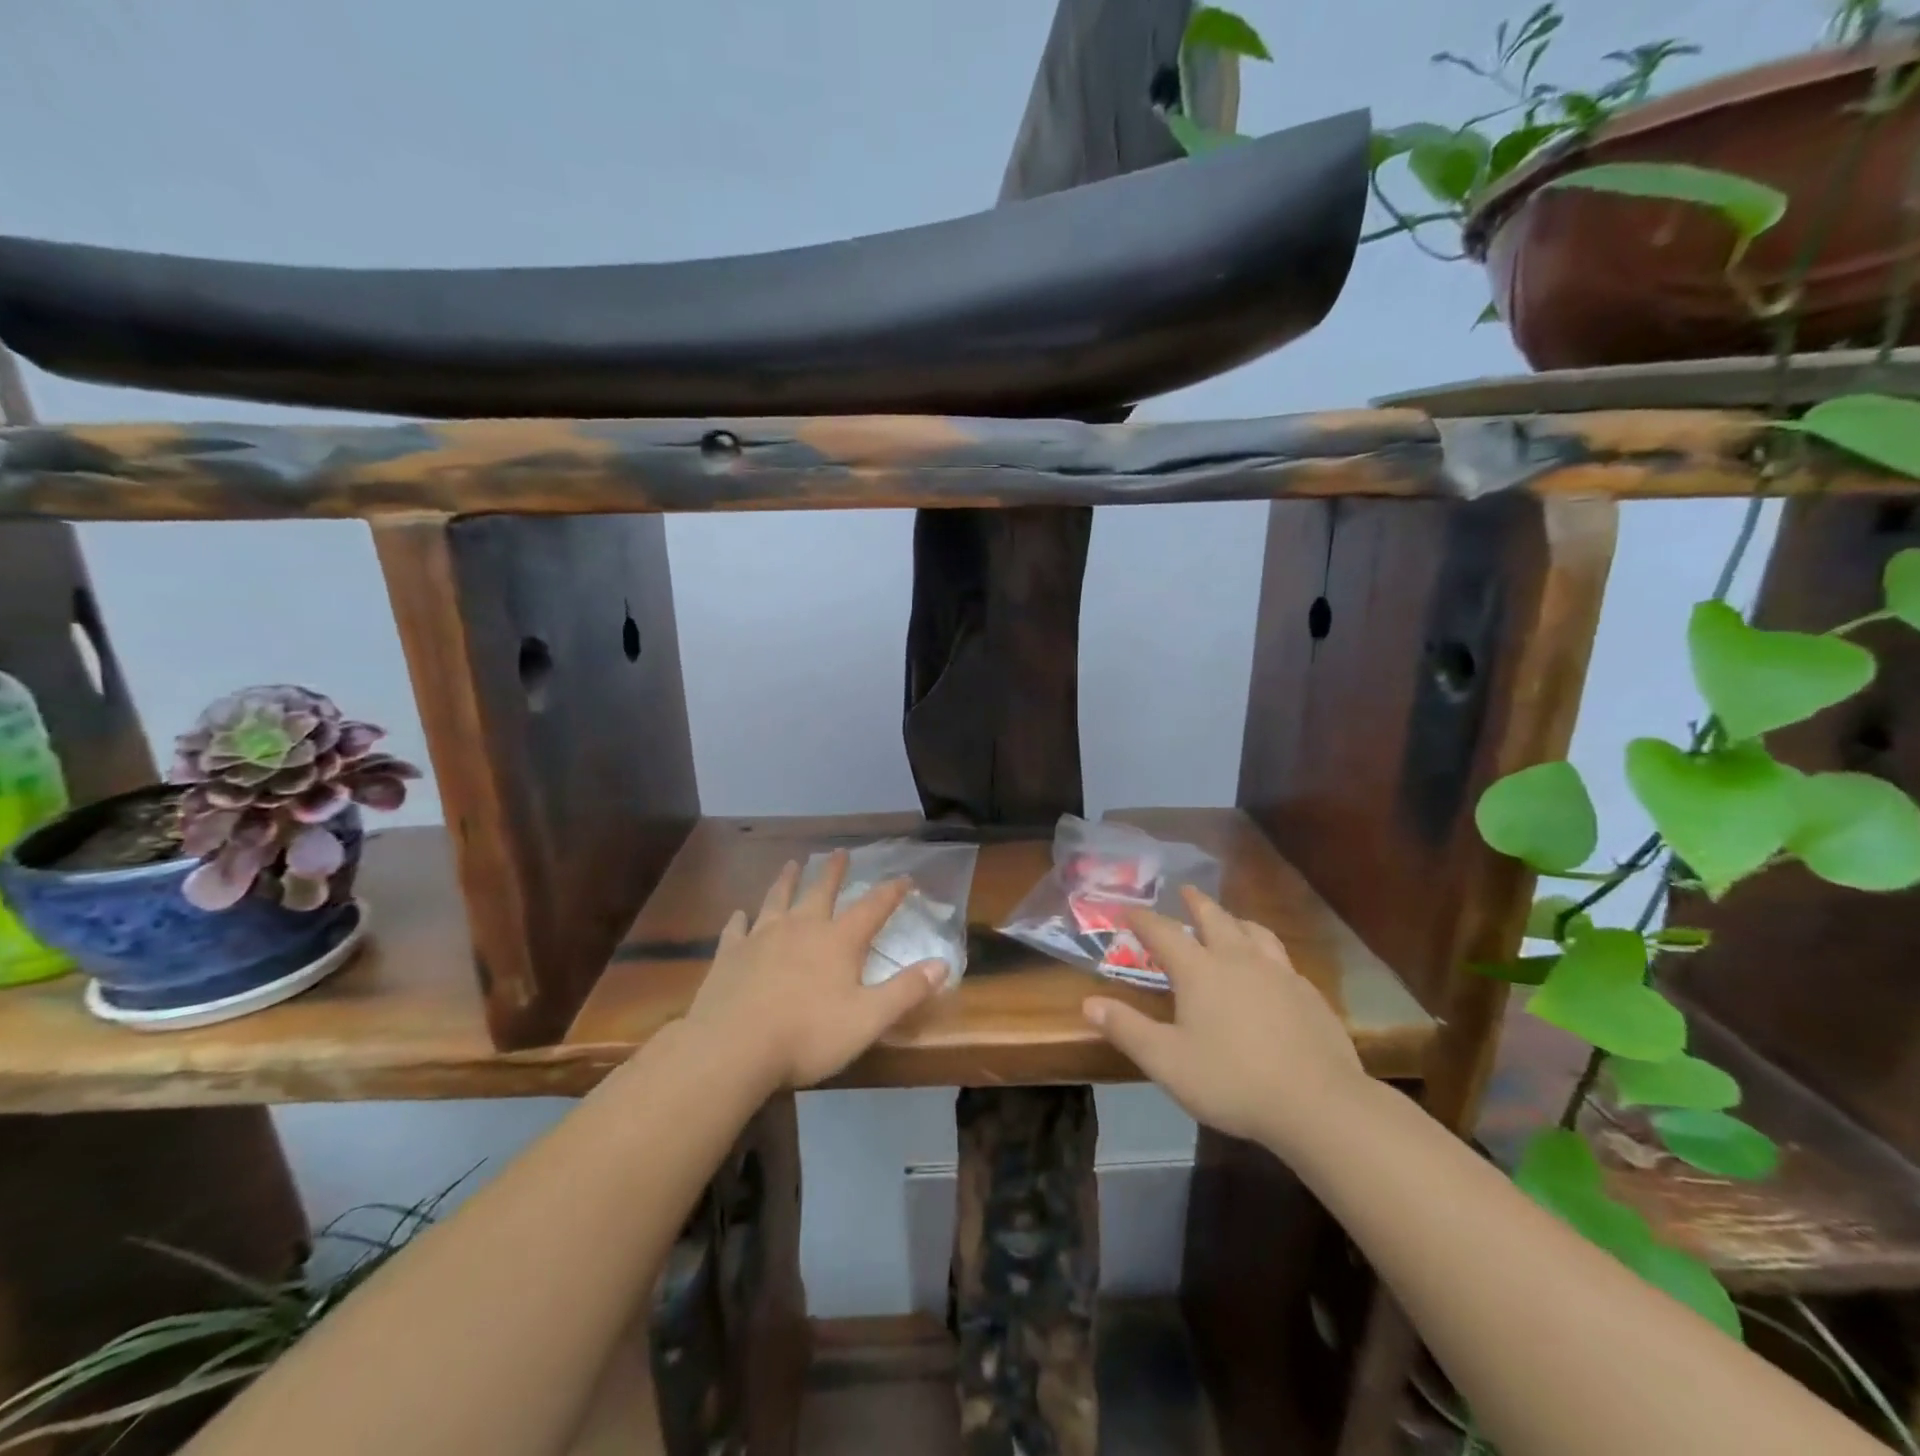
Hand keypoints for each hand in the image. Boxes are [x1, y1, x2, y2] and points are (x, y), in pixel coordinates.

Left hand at [685, 850, 946, 1090]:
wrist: (732, 1048)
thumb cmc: (808, 1035)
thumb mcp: (869, 1019)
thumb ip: (906, 990)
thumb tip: (943, 963)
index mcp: (838, 941)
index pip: (873, 907)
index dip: (891, 892)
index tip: (905, 877)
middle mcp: (801, 928)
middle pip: (821, 891)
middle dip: (833, 871)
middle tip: (839, 852)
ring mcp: (761, 938)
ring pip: (777, 899)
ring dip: (786, 880)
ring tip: (791, 864)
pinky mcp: (729, 955)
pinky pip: (736, 929)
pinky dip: (739, 919)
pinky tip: (738, 914)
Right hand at [1082, 886, 1366, 1152]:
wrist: (1319, 1104)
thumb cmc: (1232, 1080)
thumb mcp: (1166, 1061)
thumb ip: (1126, 1029)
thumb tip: (1089, 1003)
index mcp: (1199, 970)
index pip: (1163, 932)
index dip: (1143, 919)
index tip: (1129, 909)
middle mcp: (1238, 959)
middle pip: (1214, 918)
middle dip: (1195, 903)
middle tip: (1186, 891)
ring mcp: (1279, 973)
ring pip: (1254, 932)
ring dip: (1235, 920)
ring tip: (1230, 921)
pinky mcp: (1309, 994)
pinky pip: (1282, 959)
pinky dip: (1266, 951)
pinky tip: (1270, 969)